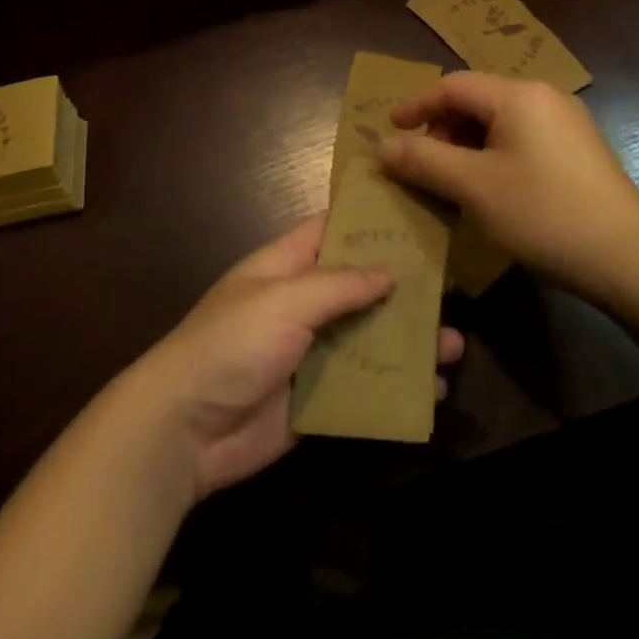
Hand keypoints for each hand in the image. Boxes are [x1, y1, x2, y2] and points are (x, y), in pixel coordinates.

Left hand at [135, 217, 464, 498]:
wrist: (185, 430)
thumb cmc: (231, 344)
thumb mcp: (283, 301)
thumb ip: (338, 284)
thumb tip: (388, 271)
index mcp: (287, 266)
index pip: (332, 228)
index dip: (370, 219)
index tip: (417, 209)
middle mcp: (302, 303)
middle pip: (361, 286)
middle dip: (404, 287)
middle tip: (454, 286)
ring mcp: (310, 351)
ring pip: (369, 337)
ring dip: (408, 341)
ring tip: (454, 344)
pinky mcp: (317, 396)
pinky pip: (364, 385)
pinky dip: (396, 386)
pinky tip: (433, 391)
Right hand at [379, 72, 638, 301]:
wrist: (629, 257)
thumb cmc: (543, 214)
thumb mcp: (473, 187)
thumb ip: (423, 160)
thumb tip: (381, 146)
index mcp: (518, 95)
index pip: (453, 85)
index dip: (416, 105)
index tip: (390, 130)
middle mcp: (544, 96)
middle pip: (477, 99)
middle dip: (442, 127)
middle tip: (424, 164)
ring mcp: (566, 122)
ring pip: (499, 120)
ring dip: (466, 143)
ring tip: (453, 180)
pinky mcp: (578, 148)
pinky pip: (522, 137)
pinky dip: (493, 153)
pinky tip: (490, 187)